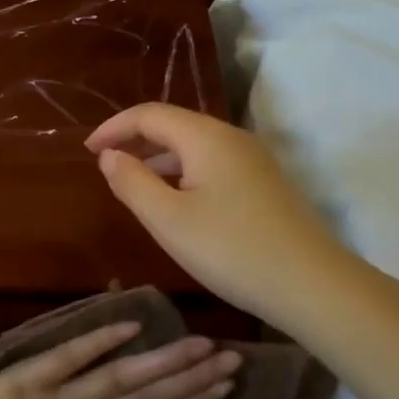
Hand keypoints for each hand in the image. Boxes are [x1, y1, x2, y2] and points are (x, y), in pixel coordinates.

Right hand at [86, 103, 350, 325]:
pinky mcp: (265, 184)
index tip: (87, 151)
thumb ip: (132, 183)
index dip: (114, 127)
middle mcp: (233, 138)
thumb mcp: (168, 220)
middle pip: (175, 125)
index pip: (150, 114)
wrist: (311, 284)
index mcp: (206, 137)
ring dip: (160, 159)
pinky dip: (184, 174)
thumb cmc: (230, 250)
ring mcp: (254, 161)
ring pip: (196, 147)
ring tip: (134, 186)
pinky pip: (214, 165)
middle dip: (136, 140)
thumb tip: (111, 155)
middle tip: (106, 166)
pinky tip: (177, 204)